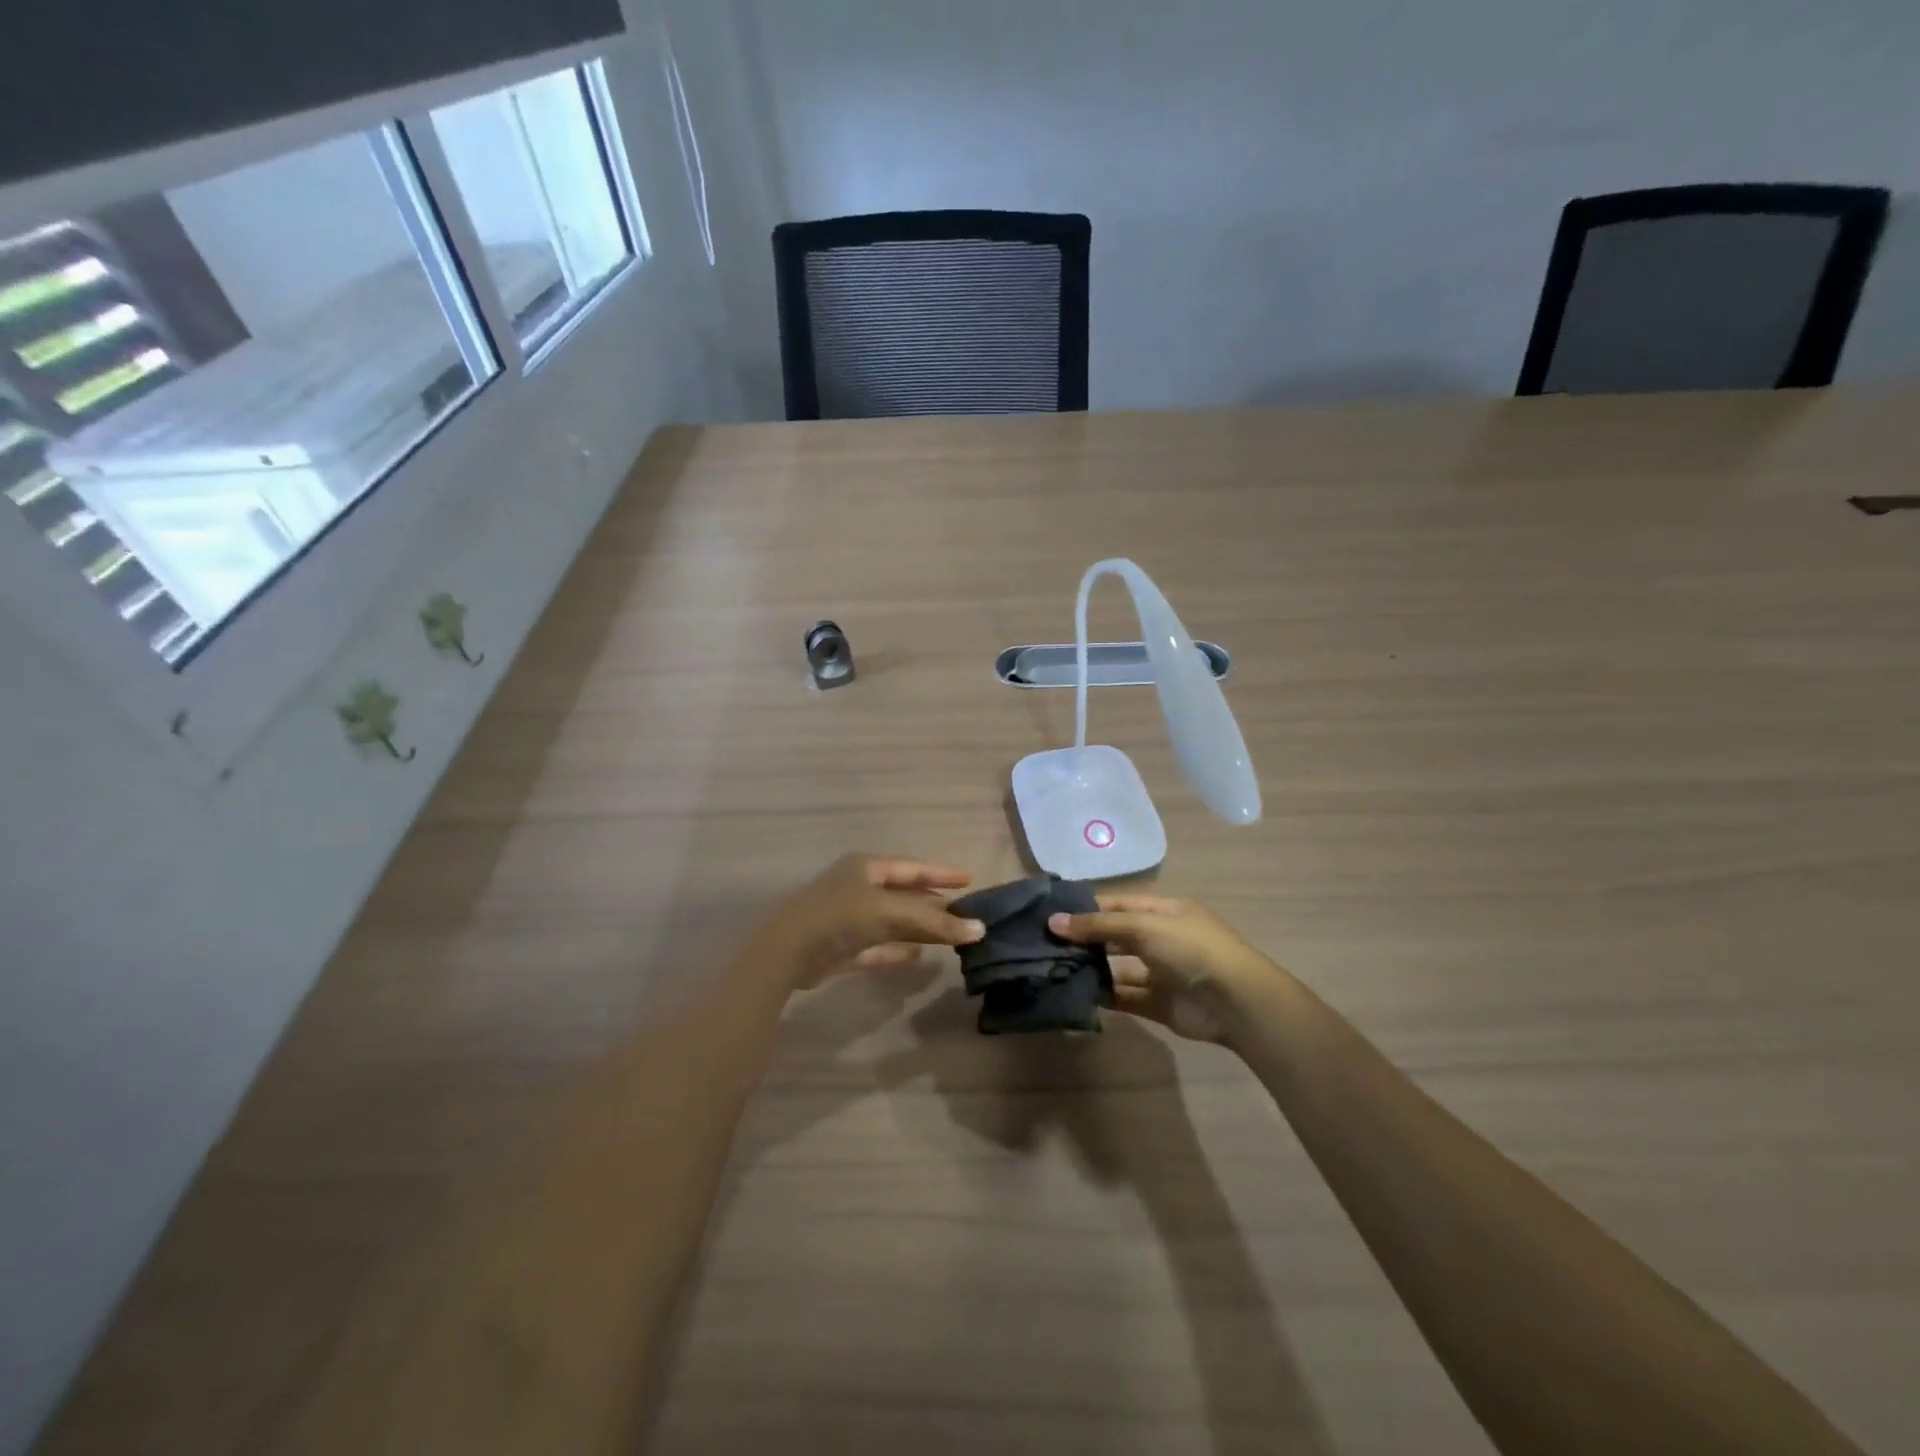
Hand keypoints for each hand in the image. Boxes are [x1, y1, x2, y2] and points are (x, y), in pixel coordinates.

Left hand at [764, 854, 985, 989]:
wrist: (786, 953)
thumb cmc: (839, 917)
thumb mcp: (890, 913)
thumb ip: (934, 922)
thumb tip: (980, 929)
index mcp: (866, 867)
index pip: (913, 867)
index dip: (941, 873)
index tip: (969, 880)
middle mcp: (858, 888)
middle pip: (905, 895)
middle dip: (934, 905)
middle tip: (966, 913)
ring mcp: (849, 918)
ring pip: (894, 922)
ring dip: (919, 929)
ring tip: (951, 936)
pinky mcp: (843, 948)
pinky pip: (879, 946)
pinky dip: (899, 951)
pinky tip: (920, 957)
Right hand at [1048, 894, 1277, 1042]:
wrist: (1235, 1002)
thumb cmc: (1190, 949)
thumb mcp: (1143, 926)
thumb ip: (1098, 925)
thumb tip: (1053, 921)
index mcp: (1163, 912)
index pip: (1117, 904)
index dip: (1087, 907)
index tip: (1051, 914)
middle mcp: (1161, 939)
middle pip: (1115, 935)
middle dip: (1085, 938)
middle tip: (1045, 943)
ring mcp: (1160, 972)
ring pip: (1118, 967)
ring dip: (1092, 968)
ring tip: (1054, 968)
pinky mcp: (1158, 1003)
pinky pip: (1125, 997)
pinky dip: (1104, 996)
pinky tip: (1077, 994)